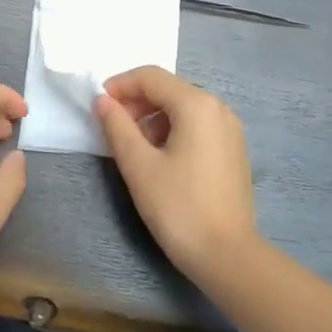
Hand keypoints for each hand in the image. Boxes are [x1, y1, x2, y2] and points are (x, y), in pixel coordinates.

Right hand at [94, 66, 258, 276]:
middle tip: (111, 127)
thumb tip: (102, 100)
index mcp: (197, 105)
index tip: (98, 105)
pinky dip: (174, 131)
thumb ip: (117, 126)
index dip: (120, 85)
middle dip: (137, 102)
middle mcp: (219, 108)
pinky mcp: (233, 150)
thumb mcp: (138, 165)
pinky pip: (198, 126)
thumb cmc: (177, 206)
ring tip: (133, 147)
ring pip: (184, 108)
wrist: (226, 254)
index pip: (151, 77)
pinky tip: (160, 159)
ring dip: (153, 118)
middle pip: (170, 90)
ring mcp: (231, 130)